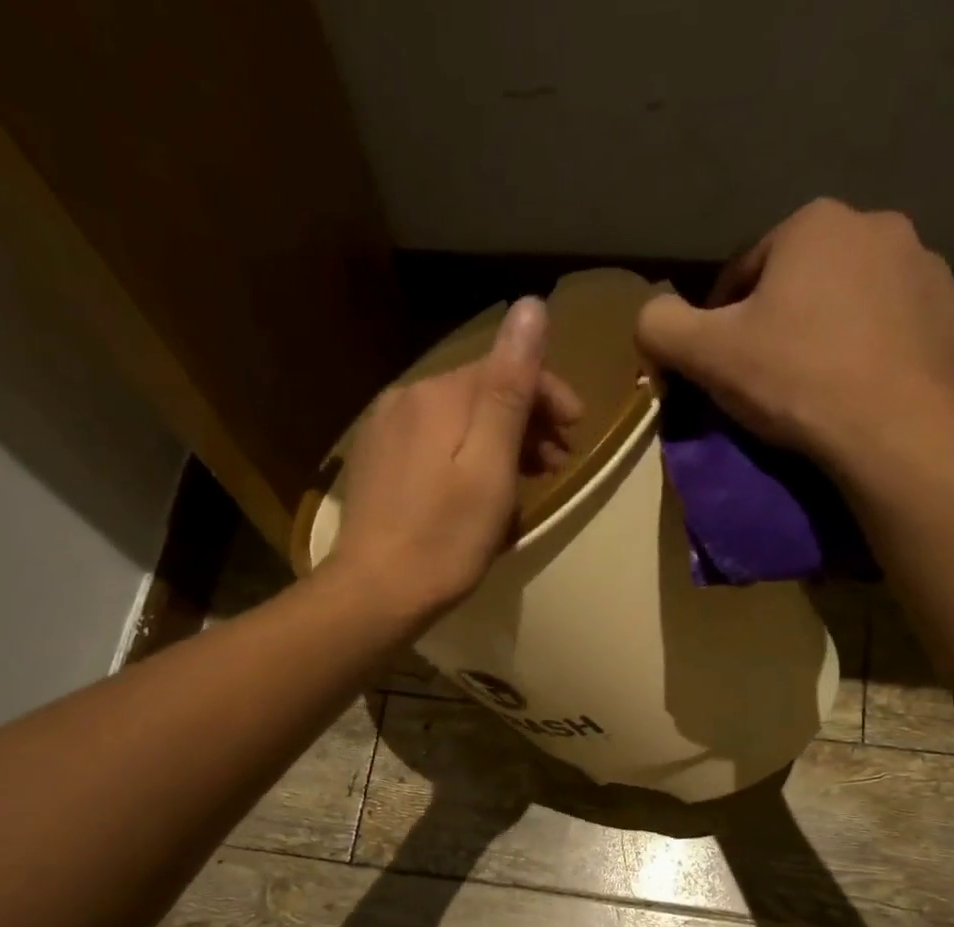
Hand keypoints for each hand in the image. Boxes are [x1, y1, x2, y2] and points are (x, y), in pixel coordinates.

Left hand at [326, 296, 582, 620]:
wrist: (375, 593)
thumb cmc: (445, 539)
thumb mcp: (490, 466)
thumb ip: (510, 388)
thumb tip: (531, 306)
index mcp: (439, 395)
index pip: (505, 368)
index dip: (549, 394)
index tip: (578, 432)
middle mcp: (406, 398)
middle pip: (480, 394)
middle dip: (527, 421)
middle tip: (559, 465)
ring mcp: (385, 431)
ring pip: (458, 421)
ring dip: (500, 442)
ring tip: (528, 483)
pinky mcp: (376, 463)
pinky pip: (434, 444)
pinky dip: (467, 458)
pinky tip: (480, 492)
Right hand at [636, 200, 953, 485]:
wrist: (895, 428)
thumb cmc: (796, 380)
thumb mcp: (707, 355)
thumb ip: (661, 326)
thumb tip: (648, 317)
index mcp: (813, 223)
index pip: (745, 270)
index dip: (722, 320)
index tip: (719, 365)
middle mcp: (878, 226)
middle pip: (805, 281)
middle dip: (782, 320)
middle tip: (768, 379)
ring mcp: (927, 269)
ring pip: (856, 301)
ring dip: (832, 332)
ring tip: (818, 388)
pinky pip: (898, 330)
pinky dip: (877, 353)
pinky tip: (862, 392)